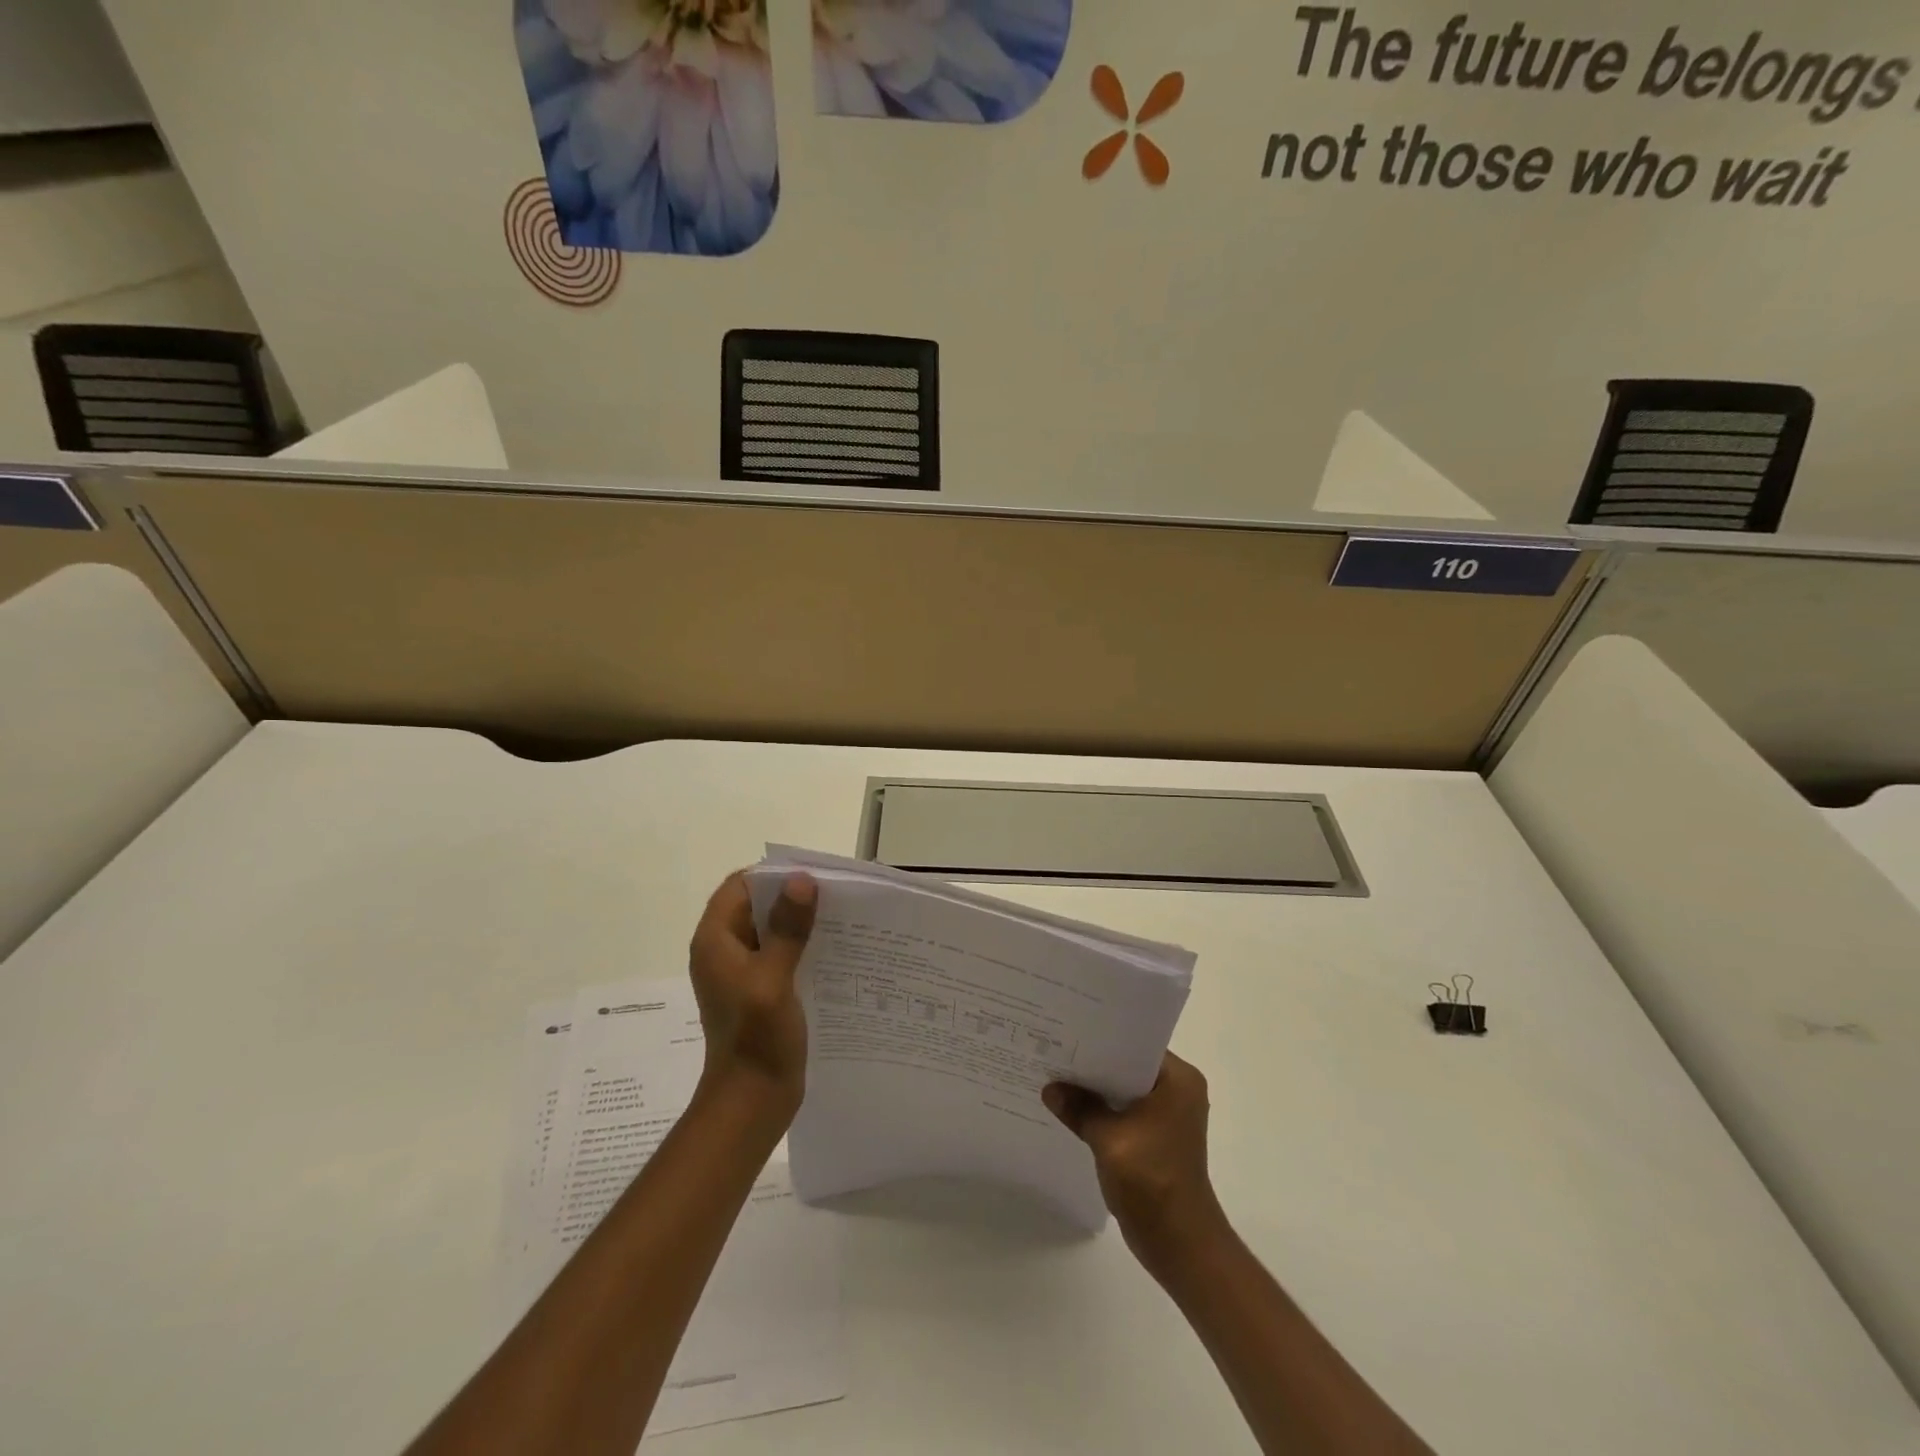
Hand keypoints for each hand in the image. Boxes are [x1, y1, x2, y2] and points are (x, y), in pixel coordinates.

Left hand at [687, 872, 817, 1120]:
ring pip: (772, 930)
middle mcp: (724, 950)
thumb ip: (787, 930)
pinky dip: (803, 947)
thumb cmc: (756, 1039)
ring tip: (842, 919)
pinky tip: (834, 951)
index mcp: (716, 941)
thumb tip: (802, 880)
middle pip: (757, 905)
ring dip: (801, 923)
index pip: (740, 886)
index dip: (773, 876)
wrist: (751, 1102)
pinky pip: (781, 955)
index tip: (812, 875)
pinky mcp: (759, 991)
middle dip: (793, 897)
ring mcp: (742, 972)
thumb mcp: (773, 980)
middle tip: (836, 895)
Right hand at [1043, 1053, 1224, 1272]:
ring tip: (1056, 1074)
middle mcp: (1177, 1091)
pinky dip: (1102, 1111)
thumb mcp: (1109, 1138)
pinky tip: (1070, 1108)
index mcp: (1178, 1080)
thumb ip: (1080, 1108)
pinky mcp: (1156, 1138)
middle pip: (1127, 1066)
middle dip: (1093, 1064)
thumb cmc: (1152, 1180)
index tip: (1067, 1029)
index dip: (1101, 1038)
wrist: (1180, 1243)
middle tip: (1054, 1048)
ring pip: (1123, 1090)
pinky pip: (1124, 1112)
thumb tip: (1050, 1089)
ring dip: (1095, 1089)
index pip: (1135, 1044)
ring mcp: (1167, 1116)